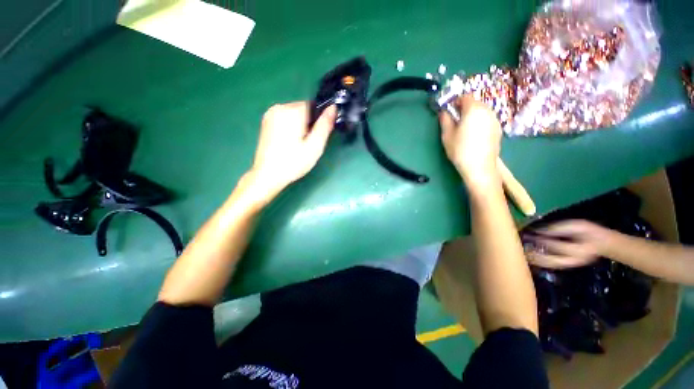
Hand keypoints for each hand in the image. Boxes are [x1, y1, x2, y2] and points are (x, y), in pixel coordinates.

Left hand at [248, 102, 335, 198]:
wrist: (268, 175)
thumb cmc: (294, 162)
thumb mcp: (315, 146)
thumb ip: (325, 125)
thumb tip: (333, 107)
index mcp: (292, 111)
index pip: (313, 106)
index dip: (318, 121)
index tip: (316, 137)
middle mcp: (279, 107)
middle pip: (303, 109)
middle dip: (309, 124)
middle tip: (308, 144)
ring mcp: (270, 114)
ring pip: (294, 114)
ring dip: (300, 126)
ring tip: (298, 144)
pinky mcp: (266, 121)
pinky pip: (285, 118)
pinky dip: (291, 127)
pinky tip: (289, 143)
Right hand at [439, 95, 501, 184]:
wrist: (480, 167)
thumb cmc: (460, 150)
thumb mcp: (447, 135)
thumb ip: (445, 120)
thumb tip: (444, 112)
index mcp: (473, 110)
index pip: (465, 96)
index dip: (456, 102)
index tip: (450, 112)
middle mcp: (487, 111)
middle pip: (475, 103)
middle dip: (465, 109)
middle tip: (456, 122)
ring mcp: (495, 120)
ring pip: (482, 111)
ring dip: (473, 116)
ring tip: (465, 130)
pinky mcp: (499, 129)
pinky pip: (487, 120)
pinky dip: (480, 123)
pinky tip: (475, 136)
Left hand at [527, 220, 612, 268]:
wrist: (602, 243)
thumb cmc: (589, 232)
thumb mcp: (577, 225)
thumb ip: (559, 228)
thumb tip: (540, 230)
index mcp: (580, 249)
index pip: (559, 247)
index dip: (544, 241)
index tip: (531, 236)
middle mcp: (575, 260)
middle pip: (553, 260)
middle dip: (537, 255)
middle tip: (524, 248)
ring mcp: (570, 264)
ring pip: (551, 265)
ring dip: (536, 260)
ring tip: (524, 254)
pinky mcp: (567, 264)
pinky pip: (552, 265)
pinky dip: (540, 262)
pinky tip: (531, 257)